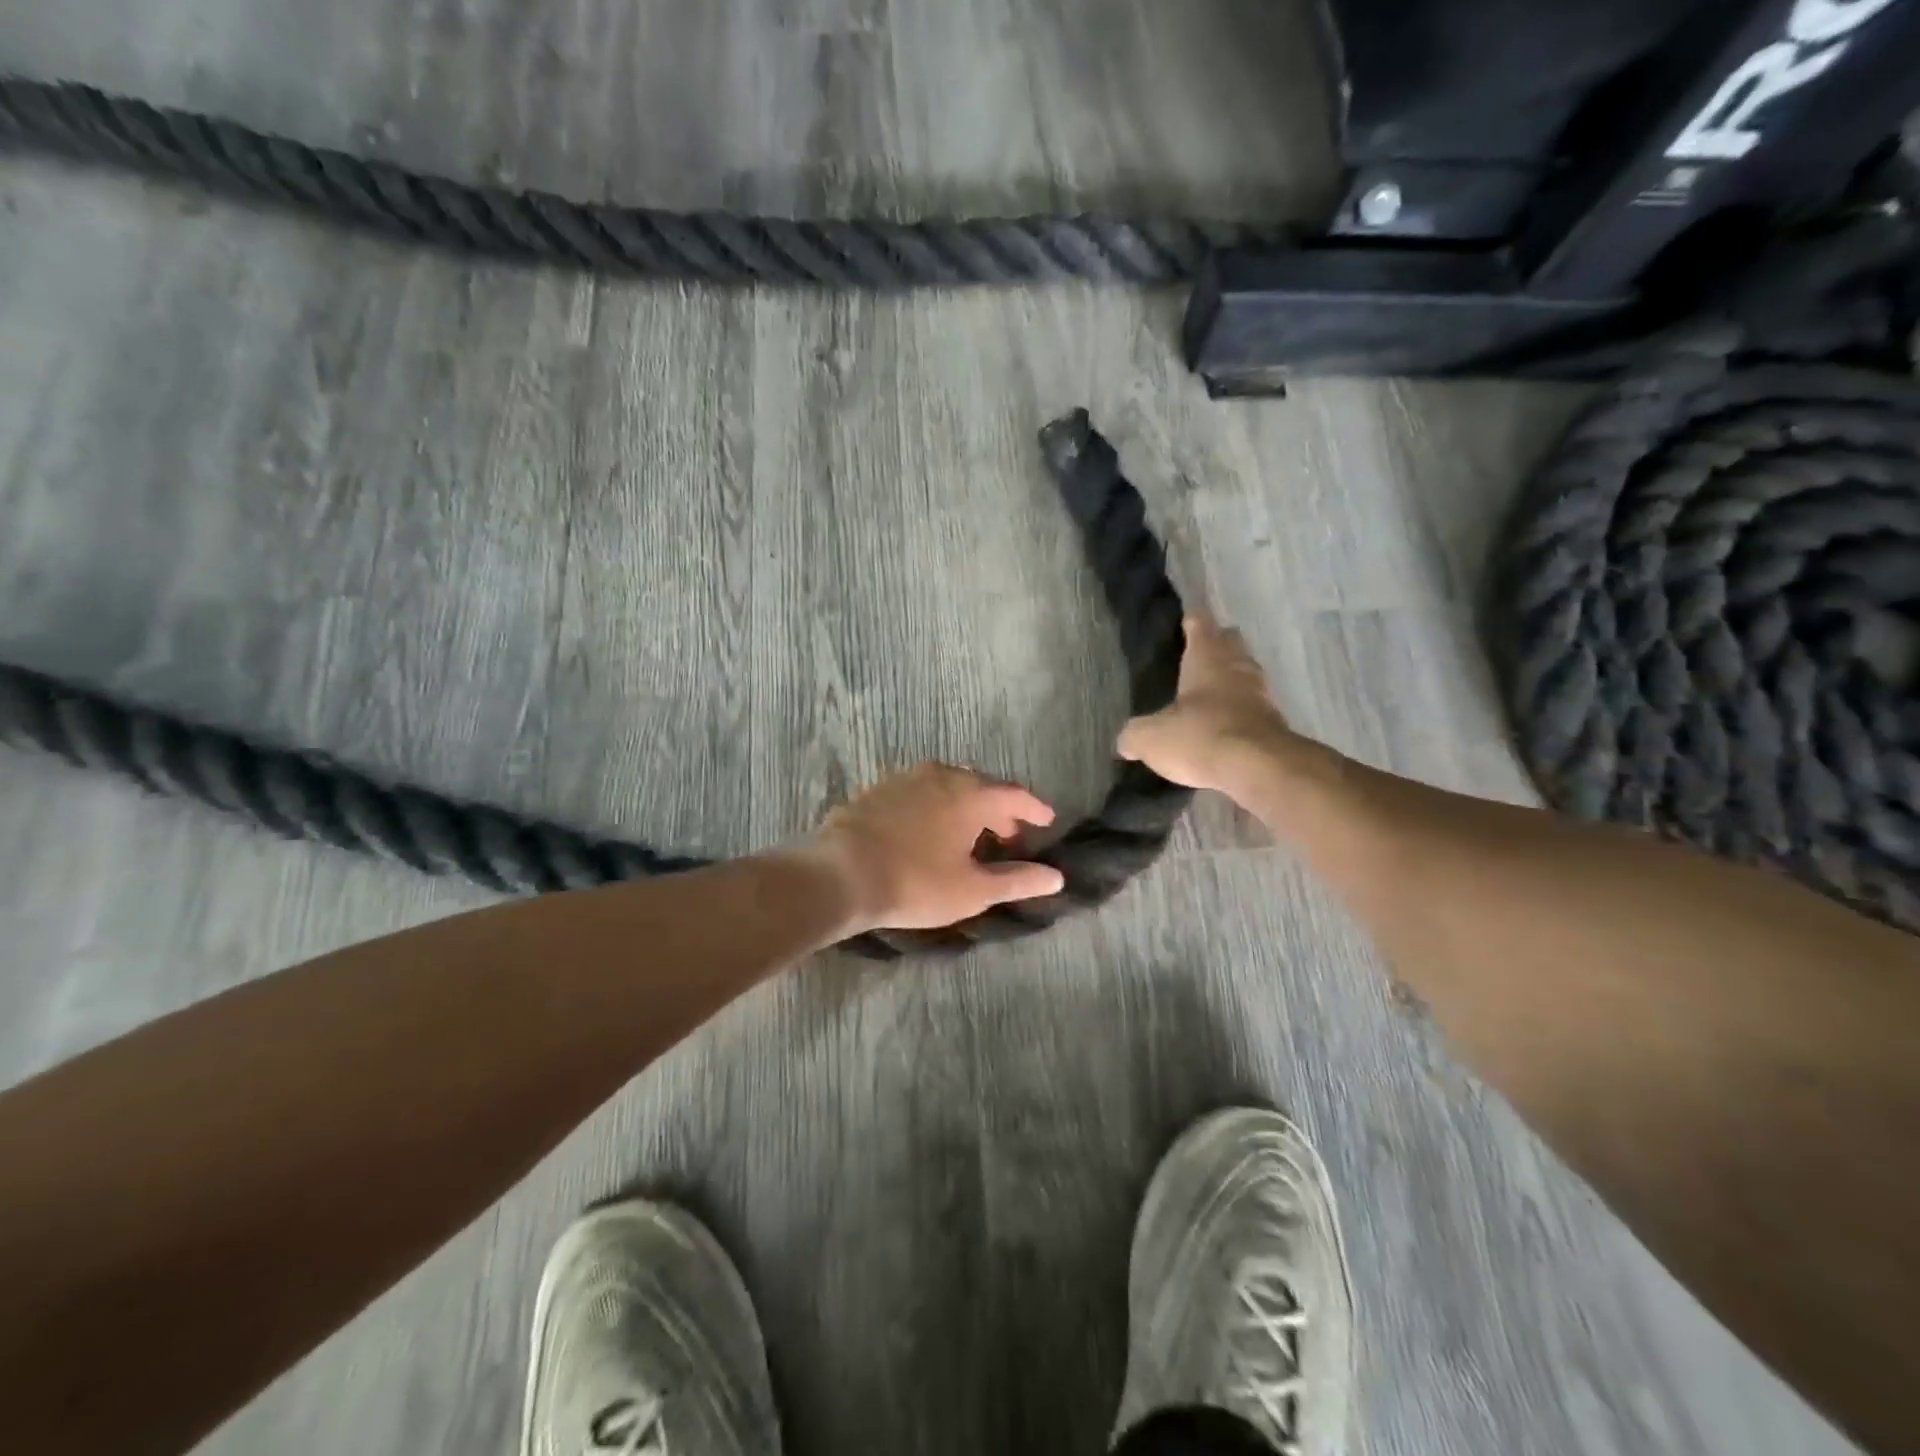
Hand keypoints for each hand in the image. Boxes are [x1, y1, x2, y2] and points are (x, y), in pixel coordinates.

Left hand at [810, 763, 1065, 932]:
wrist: (840, 875)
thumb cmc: (916, 883)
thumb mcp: (973, 890)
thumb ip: (1017, 880)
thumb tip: (1057, 877)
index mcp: (971, 794)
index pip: (1014, 795)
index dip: (1034, 809)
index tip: (1047, 821)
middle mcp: (941, 775)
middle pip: (981, 787)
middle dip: (999, 810)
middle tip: (1009, 836)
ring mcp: (906, 778)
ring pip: (948, 786)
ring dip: (966, 807)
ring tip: (970, 836)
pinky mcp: (878, 790)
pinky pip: (920, 793)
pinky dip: (936, 807)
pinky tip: (929, 832)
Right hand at [1118, 614, 1298, 796]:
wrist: (1259, 768)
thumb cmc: (1201, 736)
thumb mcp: (1151, 738)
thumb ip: (1134, 735)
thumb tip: (1126, 742)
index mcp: (1207, 657)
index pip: (1200, 624)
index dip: (1191, 622)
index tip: (1183, 623)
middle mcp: (1238, 666)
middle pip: (1230, 642)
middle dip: (1216, 645)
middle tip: (1195, 657)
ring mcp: (1262, 693)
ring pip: (1245, 673)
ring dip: (1230, 679)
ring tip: (1209, 693)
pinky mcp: (1274, 722)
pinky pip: (1254, 705)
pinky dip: (1241, 710)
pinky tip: (1225, 724)